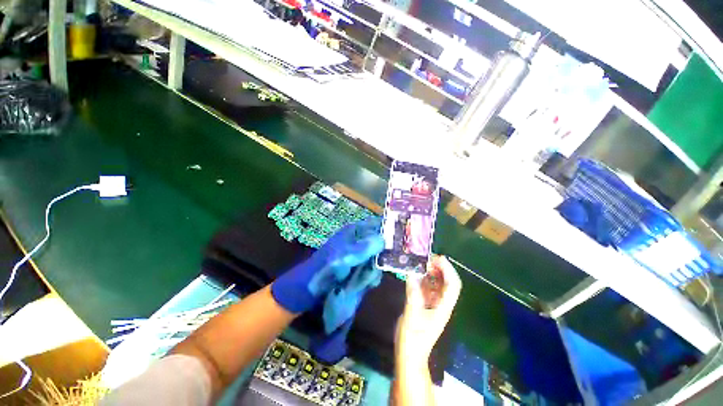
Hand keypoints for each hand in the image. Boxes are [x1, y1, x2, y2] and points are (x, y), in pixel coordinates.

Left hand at [271, 217, 383, 312]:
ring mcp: (358, 255)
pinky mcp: (357, 267)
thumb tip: (384, 239)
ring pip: (376, 257)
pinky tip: (365, 283)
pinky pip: (370, 269)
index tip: (399, 238)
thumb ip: (364, 248)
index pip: (376, 224)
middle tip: (383, 264)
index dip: (388, 228)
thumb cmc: (325, 266)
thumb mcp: (344, 256)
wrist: (309, 288)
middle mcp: (358, 241)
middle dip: (383, 254)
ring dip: (375, 268)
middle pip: (379, 242)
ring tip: (366, 278)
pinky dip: (370, 276)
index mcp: (354, 231)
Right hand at [395, 255, 461, 362]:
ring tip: (420, 262)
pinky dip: (422, 278)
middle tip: (426, 257)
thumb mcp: (412, 317)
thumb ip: (413, 295)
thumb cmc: (413, 340)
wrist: (410, 355)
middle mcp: (441, 303)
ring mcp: (433, 304)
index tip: (438, 258)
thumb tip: (412, 274)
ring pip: (437, 284)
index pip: (453, 285)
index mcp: (443, 307)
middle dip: (439, 268)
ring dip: (431, 272)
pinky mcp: (425, 304)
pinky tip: (414, 273)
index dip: (448, 270)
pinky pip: (427, 287)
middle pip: (446, 282)